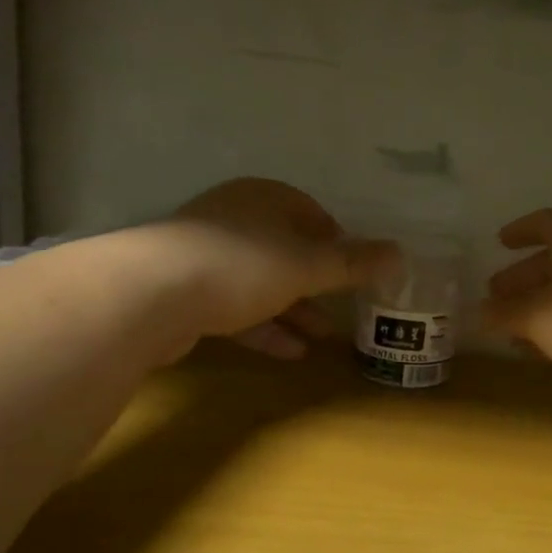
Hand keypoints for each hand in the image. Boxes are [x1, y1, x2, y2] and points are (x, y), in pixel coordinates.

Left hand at [166, 179, 394, 358]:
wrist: (151, 293)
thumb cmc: (243, 264)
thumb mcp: (308, 265)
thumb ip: (353, 263)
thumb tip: (400, 253)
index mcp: (264, 199)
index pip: (309, 212)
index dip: (335, 240)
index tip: (353, 270)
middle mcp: (234, 220)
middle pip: (285, 250)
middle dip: (316, 283)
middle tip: (343, 308)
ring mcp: (206, 256)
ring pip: (261, 283)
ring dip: (293, 310)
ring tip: (322, 338)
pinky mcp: (186, 293)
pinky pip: (236, 308)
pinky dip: (264, 327)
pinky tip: (290, 353)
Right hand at [482, 209, 551, 416]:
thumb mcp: (539, 316)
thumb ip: (506, 314)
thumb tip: (478, 313)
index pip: (547, 223)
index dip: (522, 230)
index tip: (500, 242)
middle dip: (525, 278)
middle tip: (496, 297)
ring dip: (543, 310)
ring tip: (515, 332)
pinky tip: (550, 353)